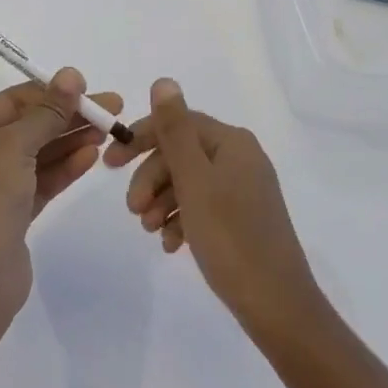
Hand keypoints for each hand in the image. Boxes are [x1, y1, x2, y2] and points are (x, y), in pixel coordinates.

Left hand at [0, 69, 124, 321]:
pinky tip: (93, 155)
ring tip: (109, 129)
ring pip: (40, 153)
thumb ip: (46, 112)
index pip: (13, 101)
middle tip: (112, 107)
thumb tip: (70, 74)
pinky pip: (44, 179)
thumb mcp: (16, 146)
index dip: (50, 91)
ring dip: (72, 139)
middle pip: (30, 125)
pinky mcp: (15, 212)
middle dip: (69, 115)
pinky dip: (67, 166)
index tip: (86, 87)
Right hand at [104, 78, 321, 335]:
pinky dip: (180, 220)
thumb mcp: (194, 181)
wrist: (278, 307)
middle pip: (181, 154)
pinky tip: (170, 245)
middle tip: (132, 210)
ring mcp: (243, 190)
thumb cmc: (231, 238)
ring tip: (149, 231)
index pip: (178, 123)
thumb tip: (163, 80)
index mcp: (232, 142)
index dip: (141, 138)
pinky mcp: (242, 218)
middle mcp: (240, 158)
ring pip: (187, 182)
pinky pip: (201, 207)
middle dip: (151, 178)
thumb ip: (175, 130)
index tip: (109, 163)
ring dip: (161, 202)